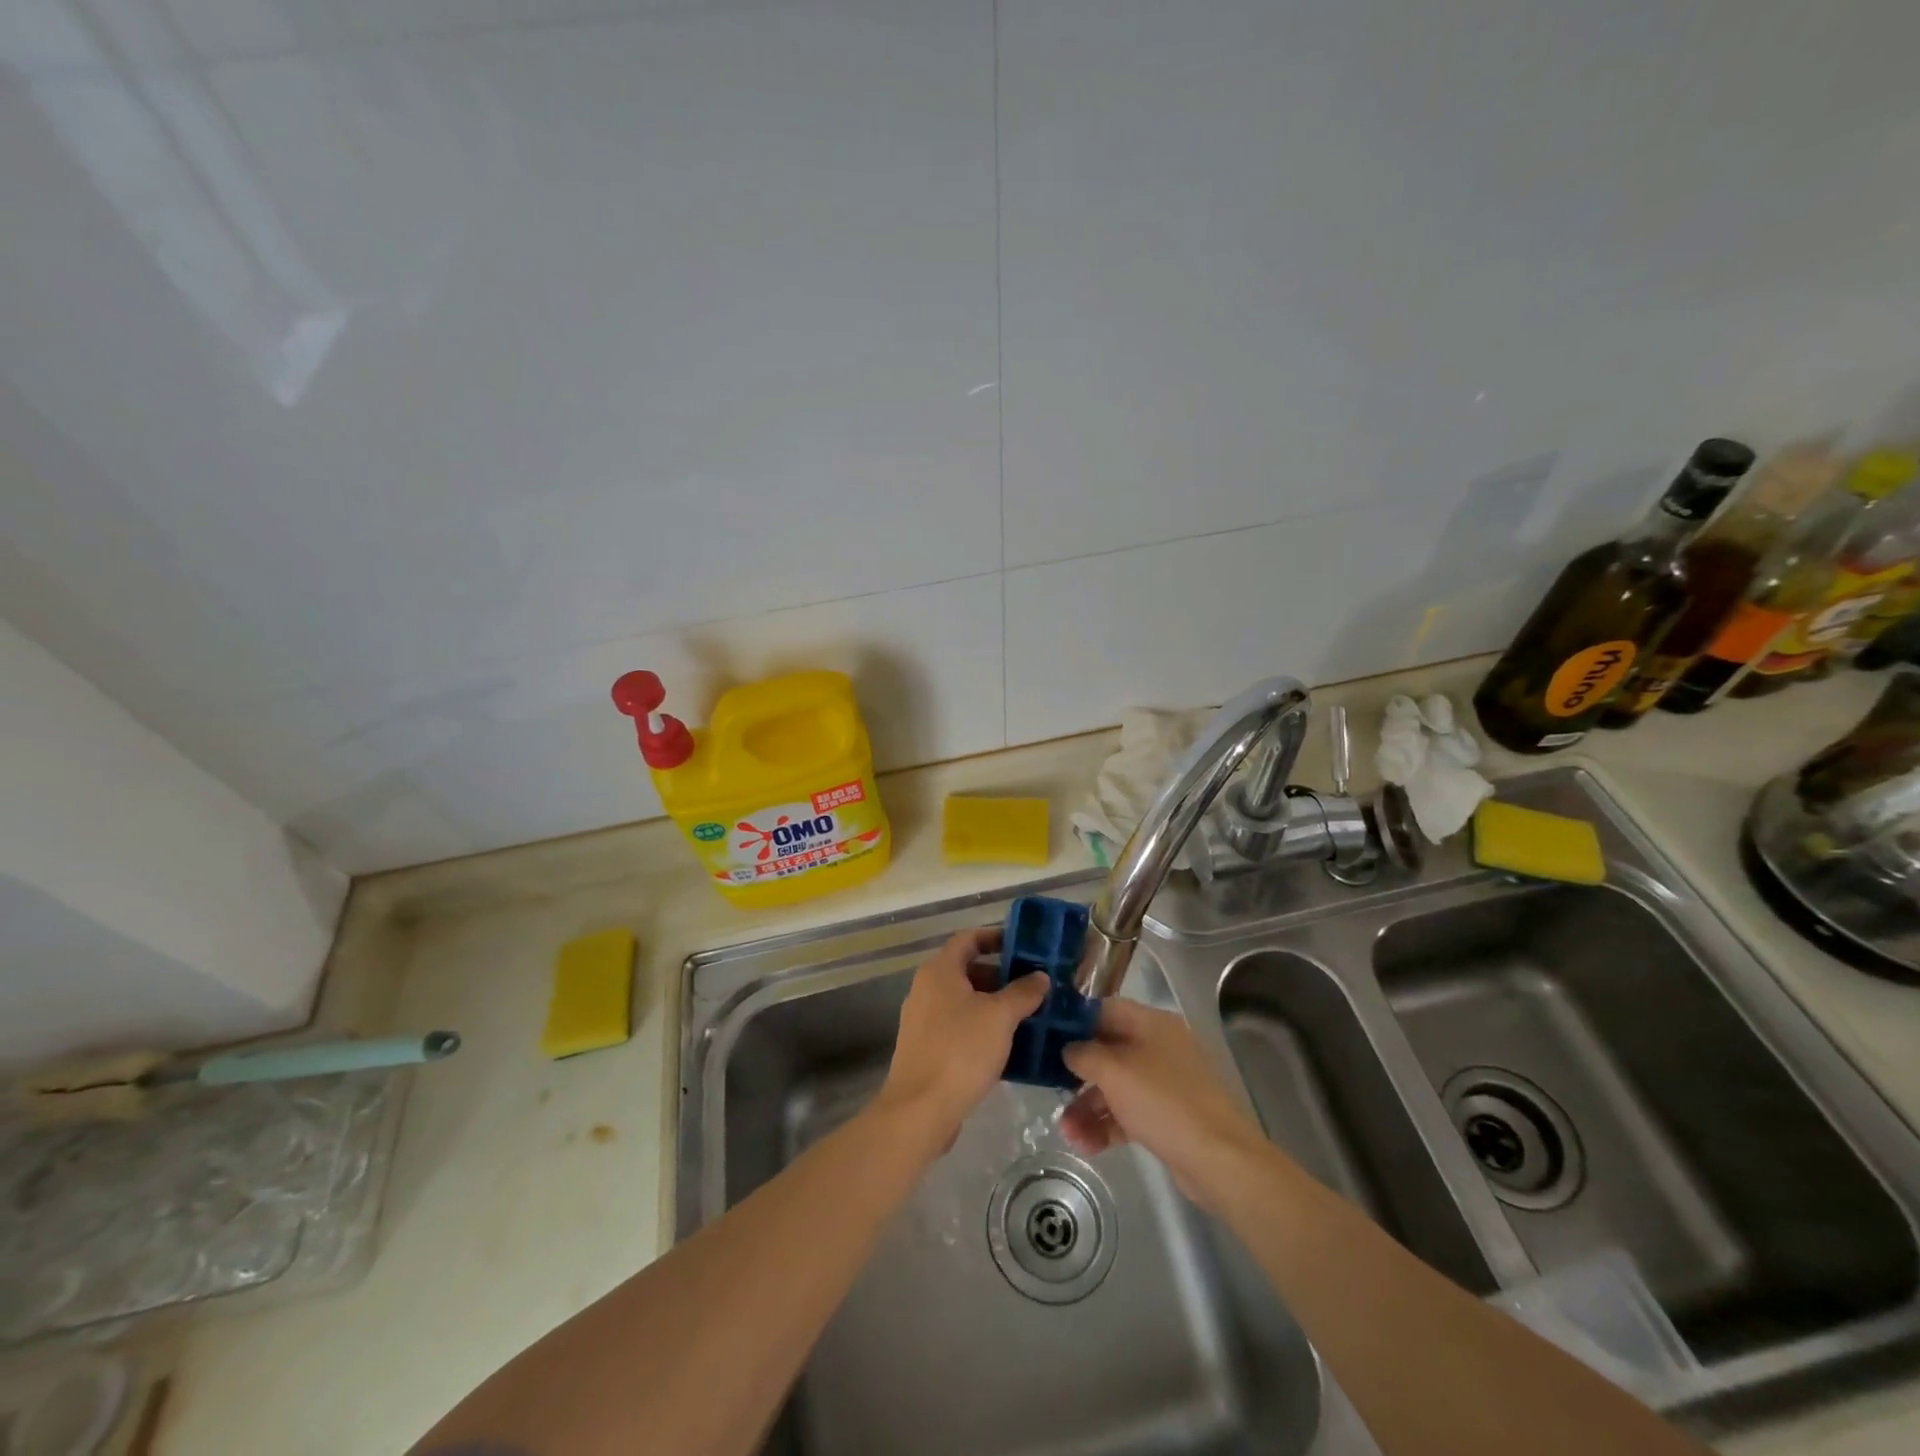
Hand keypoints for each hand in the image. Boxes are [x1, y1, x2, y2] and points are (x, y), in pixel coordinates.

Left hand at [876, 927, 1046, 1152]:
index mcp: (939, 971)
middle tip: (1032, 985)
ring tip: (1028, 1015)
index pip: (968, 939)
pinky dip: (981, 1028)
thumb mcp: (1000, 1017)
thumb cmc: (960, 1051)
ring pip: (964, 1001)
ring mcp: (923, 1020)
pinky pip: (958, 1027)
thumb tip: (1040, 976)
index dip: (995, 937)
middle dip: (1000, 975)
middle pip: (966, 970)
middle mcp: (926, 989)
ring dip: (993, 1004)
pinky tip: (1007, 1046)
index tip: (1023, 945)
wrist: (919, 1110)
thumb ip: (1023, 992)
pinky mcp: (926, 1049)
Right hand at [1061, 998, 1272, 1209]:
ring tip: (1066, 1131)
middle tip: (1051, 1088)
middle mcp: (1159, 1047)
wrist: (1219, 1159)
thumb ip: (1084, 1054)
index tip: (1048, 1037)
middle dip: (1078, 1074)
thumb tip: (1068, 1049)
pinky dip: (1106, 1125)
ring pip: (1115, 1086)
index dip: (1076, 1021)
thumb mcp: (1114, 1071)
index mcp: (1152, 1024)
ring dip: (1087, 1106)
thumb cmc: (1163, 1102)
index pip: (1106, 1010)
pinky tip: (1085, 1144)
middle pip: (1108, 1050)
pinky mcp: (1167, 1117)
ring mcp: (1165, 1083)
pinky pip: (1128, 1113)